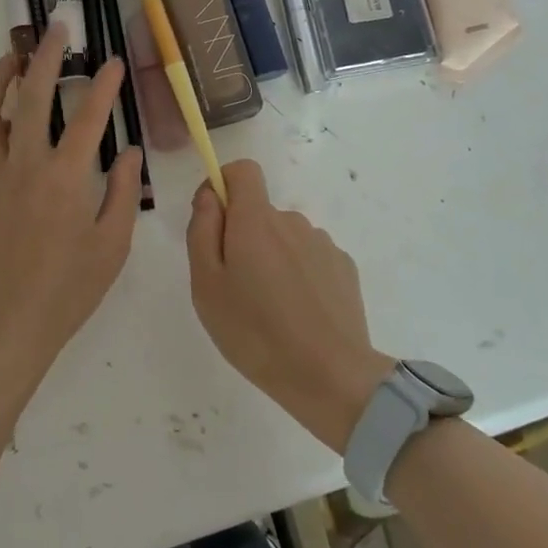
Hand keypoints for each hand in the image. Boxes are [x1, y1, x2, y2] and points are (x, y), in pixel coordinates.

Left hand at [0, 22, 142, 397]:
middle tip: (55, 30)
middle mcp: (23, 166)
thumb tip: (129, 151)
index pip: (89, 116)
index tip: (112, 61)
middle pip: (31, 97)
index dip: (104, 84)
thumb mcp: (112, 245)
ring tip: (10, 60)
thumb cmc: (68, 290)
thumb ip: (121, 192)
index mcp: (64, 178)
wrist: (7, 327)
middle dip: (44, 57)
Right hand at [186, 160, 393, 452]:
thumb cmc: (255, 333)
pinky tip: (299, 315)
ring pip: (285, 238)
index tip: (213, 221)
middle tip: (236, 289)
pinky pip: (310, 259)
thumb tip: (210, 196)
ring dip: (273, 259)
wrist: (330, 377)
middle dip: (244, 237)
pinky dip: (299, 275)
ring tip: (270, 310)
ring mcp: (323, 244)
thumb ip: (202, 230)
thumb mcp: (206, 285)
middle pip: (260, 212)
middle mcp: (292, 221)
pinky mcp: (344, 268)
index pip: (243, 170)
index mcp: (256, 220)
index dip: (224, 185)